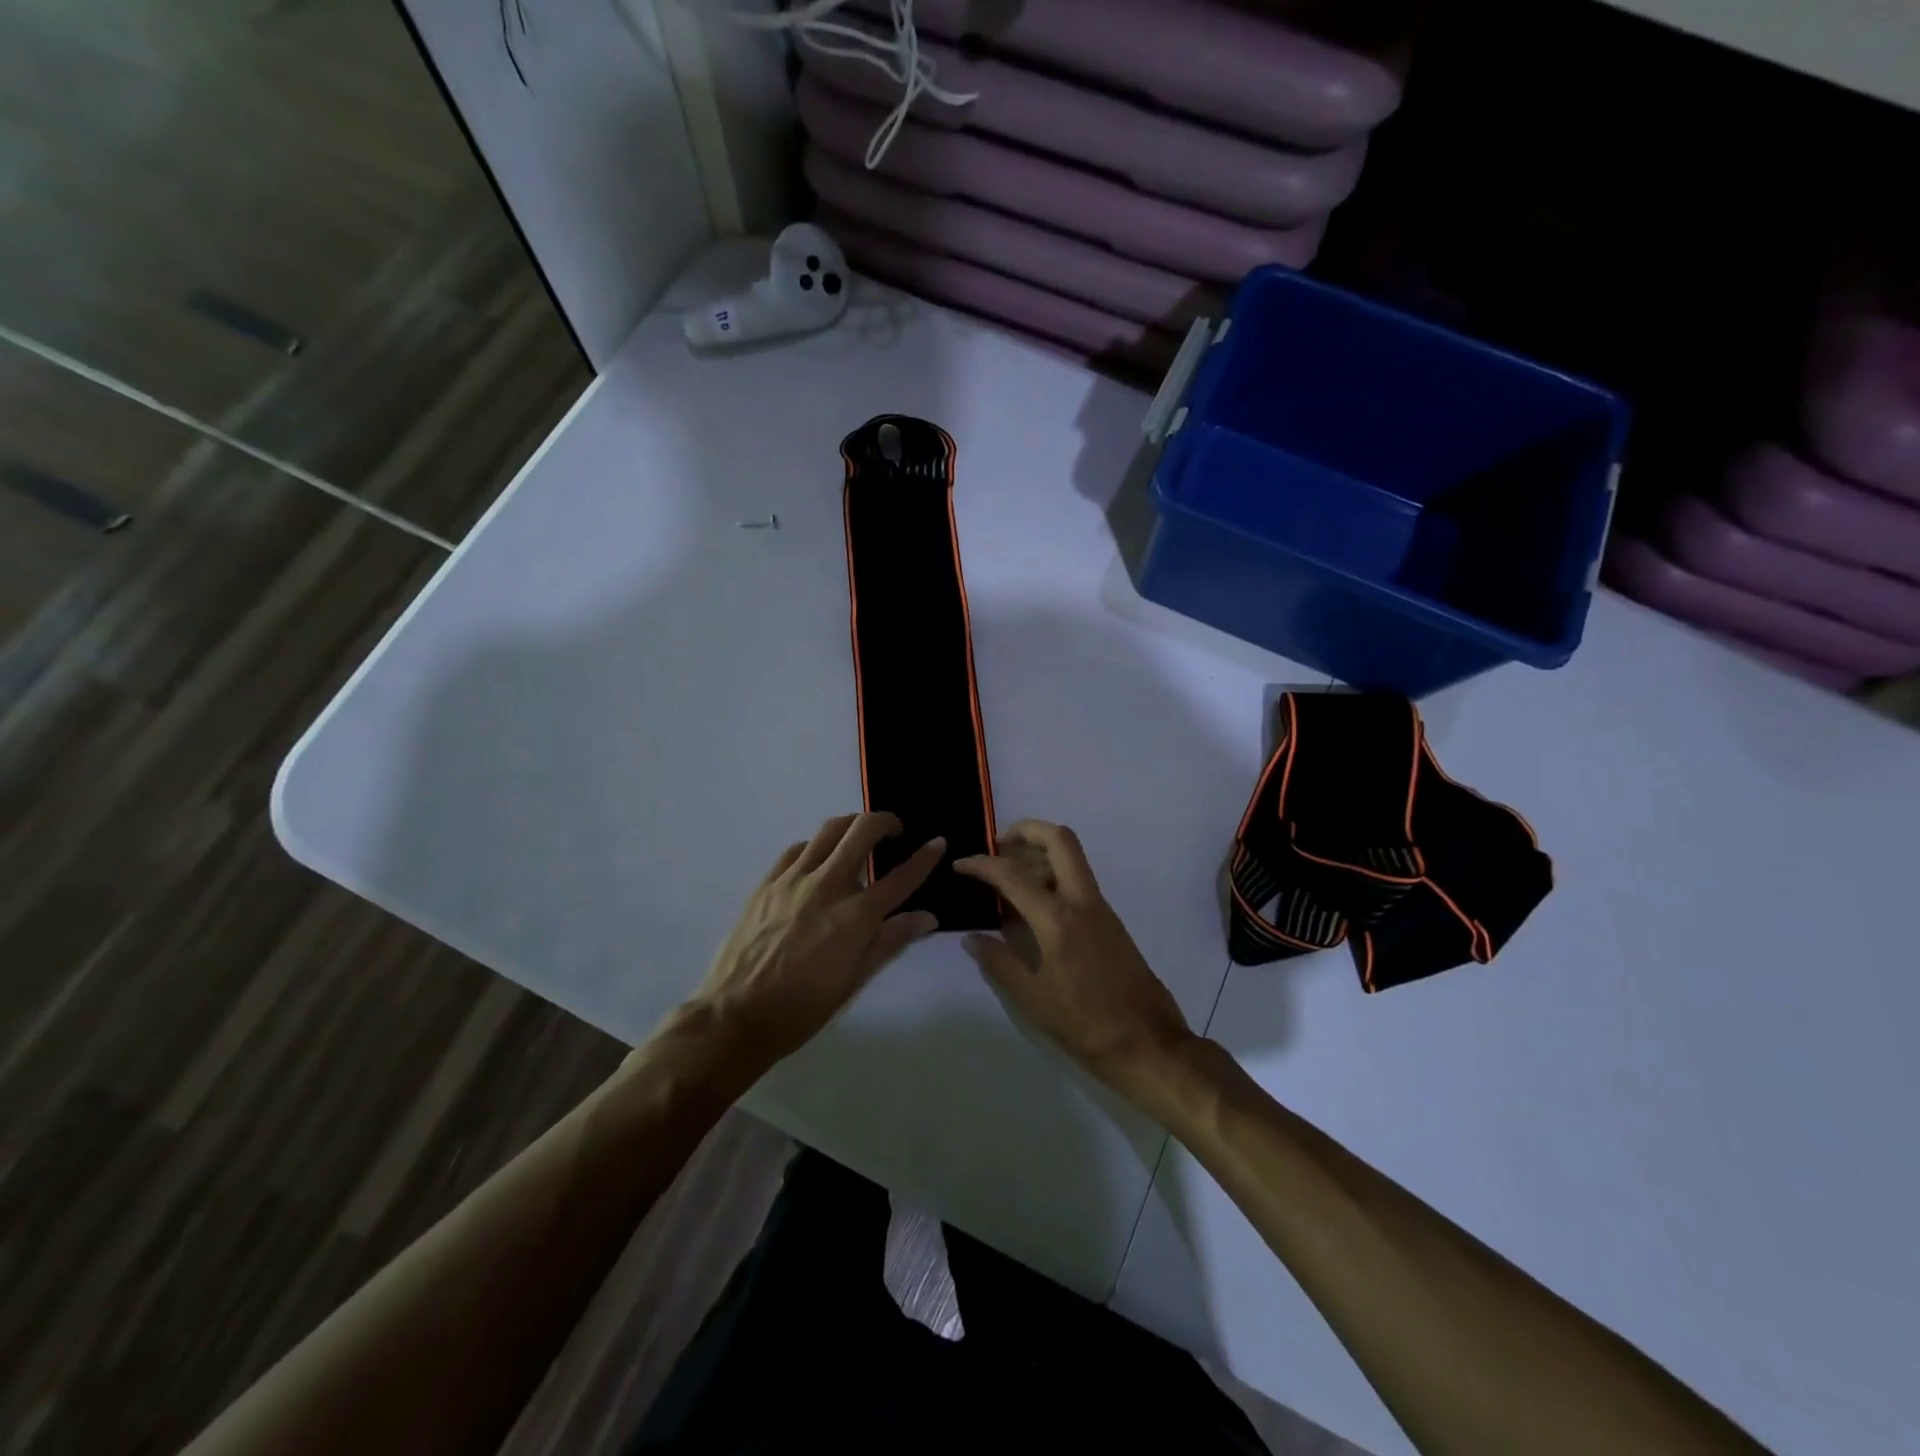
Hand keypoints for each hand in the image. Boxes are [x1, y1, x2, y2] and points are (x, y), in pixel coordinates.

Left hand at [688, 813, 943, 1067]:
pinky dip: (816, 846)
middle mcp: (827, 887)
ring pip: (829, 830)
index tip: (938, 843)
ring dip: (852, 826)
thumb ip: (891, 942)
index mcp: (855, 917)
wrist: (735, 1016)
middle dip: (886, 821)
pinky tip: (818, 861)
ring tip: (858, 838)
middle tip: (894, 832)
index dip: (925, 857)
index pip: (901, 877)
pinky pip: (797, 849)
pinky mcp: (767, 882)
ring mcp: (793, 880)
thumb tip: (928, 917)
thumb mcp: (854, 981)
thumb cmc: (802, 1008)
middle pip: (863, 831)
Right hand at [955, 820, 1195, 1100]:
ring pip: (1072, 857)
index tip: (960, 864)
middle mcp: (1082, 901)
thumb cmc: (1086, 1024)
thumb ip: (998, 962)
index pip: (1013, 875)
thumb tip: (971, 939)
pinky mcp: (1109, 920)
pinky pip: (1077, 880)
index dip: (982, 864)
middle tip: (998, 847)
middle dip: (1026, 831)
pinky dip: (1053, 874)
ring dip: (1040, 852)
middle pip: (1059, 840)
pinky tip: (1033, 902)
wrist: (1148, 1043)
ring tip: (1009, 874)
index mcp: (1058, 919)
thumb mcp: (1032, 999)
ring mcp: (1100, 908)